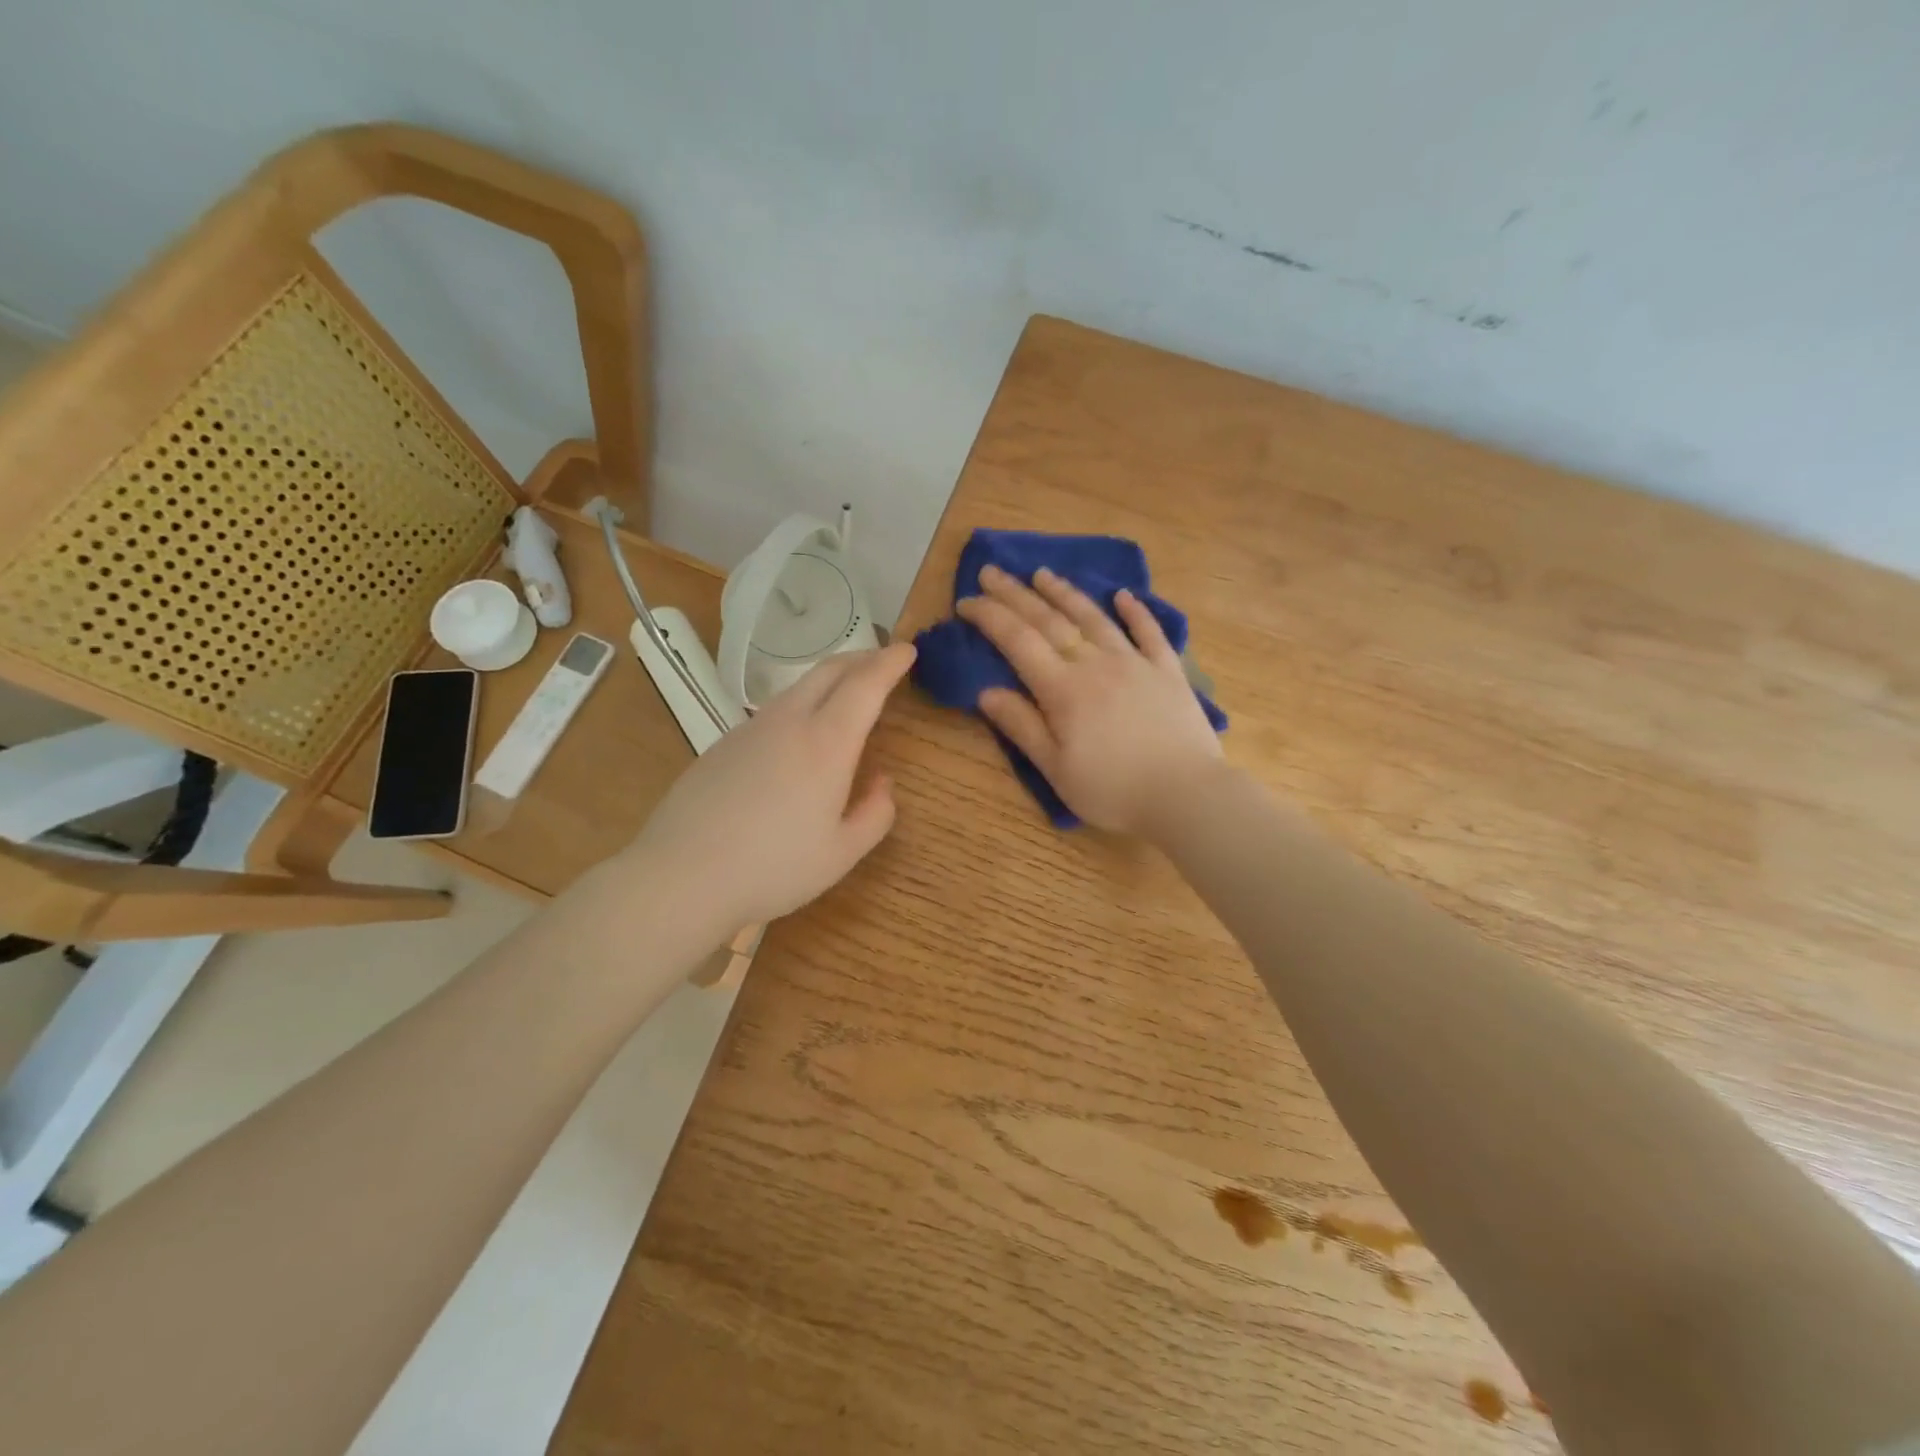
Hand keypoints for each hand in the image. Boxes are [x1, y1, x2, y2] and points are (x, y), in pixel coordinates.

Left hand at [625, 643, 915, 941]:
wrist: (680, 877)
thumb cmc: (772, 869)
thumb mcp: (841, 854)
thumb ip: (875, 815)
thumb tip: (882, 784)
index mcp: (826, 744)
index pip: (866, 684)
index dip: (890, 662)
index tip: (907, 650)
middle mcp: (788, 723)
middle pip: (828, 671)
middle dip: (861, 658)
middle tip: (883, 661)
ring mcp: (749, 730)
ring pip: (797, 689)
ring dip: (829, 681)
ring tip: (846, 695)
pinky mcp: (722, 745)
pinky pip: (772, 712)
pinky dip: (800, 706)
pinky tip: (798, 738)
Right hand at [956, 564, 1223, 835]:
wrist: (1186, 794)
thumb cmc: (1112, 790)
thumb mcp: (1055, 768)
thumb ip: (1021, 726)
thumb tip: (985, 691)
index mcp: (1063, 689)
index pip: (1017, 641)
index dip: (989, 616)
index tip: (965, 600)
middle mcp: (1095, 664)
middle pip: (1049, 620)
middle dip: (1016, 593)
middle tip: (991, 571)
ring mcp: (1135, 662)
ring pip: (1094, 618)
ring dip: (1065, 593)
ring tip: (1043, 574)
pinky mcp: (1168, 671)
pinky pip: (1149, 632)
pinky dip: (1135, 611)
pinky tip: (1123, 596)